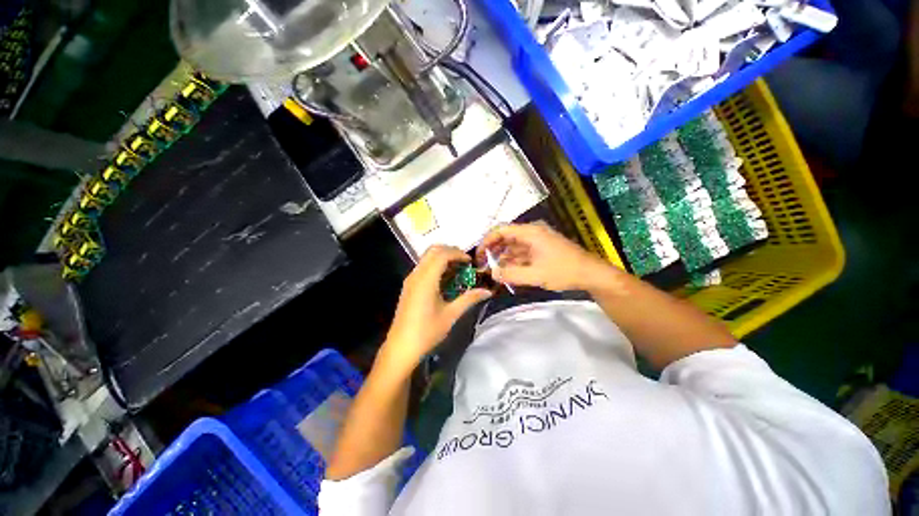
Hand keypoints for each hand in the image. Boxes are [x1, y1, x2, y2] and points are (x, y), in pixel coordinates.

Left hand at [379, 245, 491, 375]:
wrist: (401, 347)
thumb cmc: (427, 332)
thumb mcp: (451, 315)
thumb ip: (469, 299)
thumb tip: (487, 291)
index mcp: (426, 280)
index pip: (442, 255)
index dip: (458, 254)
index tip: (470, 262)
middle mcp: (416, 275)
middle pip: (432, 251)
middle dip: (450, 251)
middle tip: (464, 262)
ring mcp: (410, 280)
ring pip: (426, 258)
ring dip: (442, 258)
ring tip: (457, 269)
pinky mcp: (408, 286)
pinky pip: (423, 267)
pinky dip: (435, 266)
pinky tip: (445, 279)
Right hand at [477, 222, 611, 291]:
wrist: (591, 274)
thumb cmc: (564, 271)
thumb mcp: (535, 275)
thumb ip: (510, 275)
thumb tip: (492, 274)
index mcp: (530, 232)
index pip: (501, 230)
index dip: (486, 241)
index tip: (478, 255)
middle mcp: (532, 233)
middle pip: (506, 237)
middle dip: (493, 251)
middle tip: (484, 266)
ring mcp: (537, 241)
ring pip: (513, 246)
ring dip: (503, 258)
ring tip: (494, 272)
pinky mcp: (541, 249)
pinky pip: (522, 253)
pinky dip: (513, 261)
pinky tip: (507, 272)